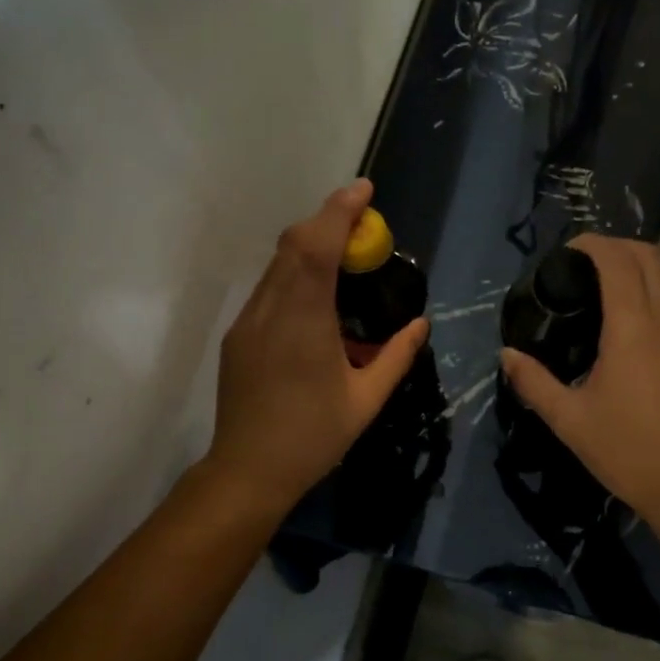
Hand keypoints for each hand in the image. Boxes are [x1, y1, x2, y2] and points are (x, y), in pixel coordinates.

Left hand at [205, 180, 428, 514]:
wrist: (248, 470)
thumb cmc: (313, 437)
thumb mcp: (367, 400)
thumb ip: (397, 356)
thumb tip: (421, 324)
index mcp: (304, 323)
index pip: (317, 248)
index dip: (339, 211)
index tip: (364, 190)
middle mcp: (270, 311)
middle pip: (293, 245)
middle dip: (327, 221)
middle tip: (363, 226)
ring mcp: (248, 322)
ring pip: (277, 264)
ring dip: (310, 246)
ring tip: (344, 257)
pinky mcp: (238, 335)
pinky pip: (269, 288)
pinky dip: (295, 273)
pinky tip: (317, 298)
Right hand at [499, 234, 659, 526]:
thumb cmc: (627, 451)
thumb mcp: (568, 419)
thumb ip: (533, 381)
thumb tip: (507, 354)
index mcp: (634, 327)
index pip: (618, 260)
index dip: (592, 244)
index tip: (566, 253)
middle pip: (650, 255)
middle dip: (616, 247)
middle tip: (583, 266)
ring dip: (640, 268)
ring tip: (606, 288)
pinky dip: (657, 292)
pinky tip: (635, 324)